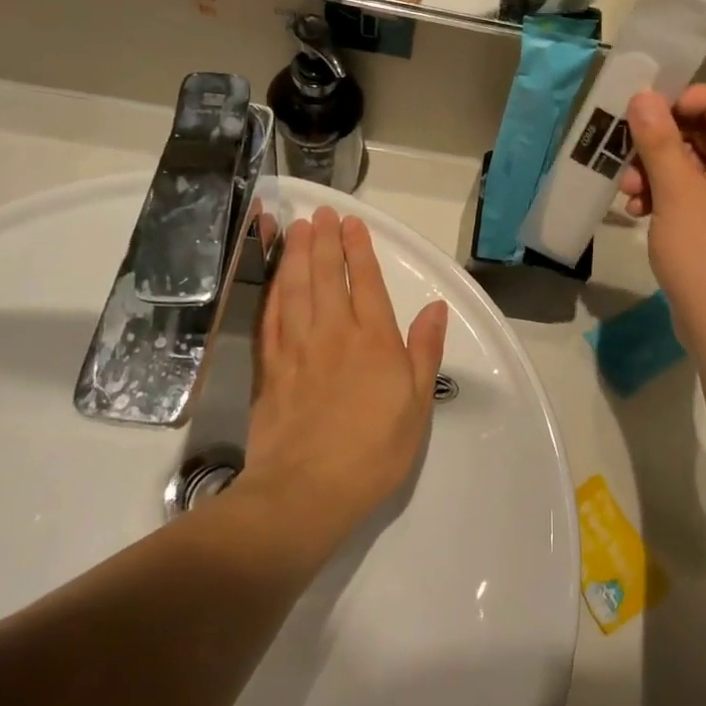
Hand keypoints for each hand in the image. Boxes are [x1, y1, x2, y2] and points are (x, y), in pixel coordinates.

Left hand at [243, 207, 449, 541]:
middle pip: (325, 276)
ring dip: (296, 255)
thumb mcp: (416, 404)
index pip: (365, 282)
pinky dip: (272, 291)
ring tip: (297, 229)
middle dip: (324, 241)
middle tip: (321, 213)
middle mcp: (333, 333)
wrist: (306, 492)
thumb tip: (435, 309)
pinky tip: (273, 278)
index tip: (352, 223)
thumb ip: (424, 351)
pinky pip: (270, 318)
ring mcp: (297, 349)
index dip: (358, 249)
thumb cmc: (373, 451)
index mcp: (374, 340)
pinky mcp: (270, 368)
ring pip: (294, 289)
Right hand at [619, 85, 705, 357]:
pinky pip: (694, 191)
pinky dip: (666, 195)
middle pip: (702, 131)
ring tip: (629, 193)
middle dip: (658, 144)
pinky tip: (638, 211)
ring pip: (692, 162)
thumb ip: (658, 139)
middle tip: (624, 159)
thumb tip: (643, 95)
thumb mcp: (676, 192)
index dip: (675, 102)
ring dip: (656, 171)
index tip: (637, 120)